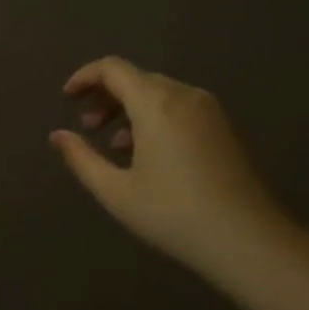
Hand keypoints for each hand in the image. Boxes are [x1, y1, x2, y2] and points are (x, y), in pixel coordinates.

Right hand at [49, 57, 300, 291]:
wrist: (250, 241)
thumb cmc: (174, 214)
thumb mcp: (116, 191)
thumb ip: (81, 158)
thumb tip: (58, 135)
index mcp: (155, 102)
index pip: (112, 68)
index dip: (85, 77)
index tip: (67, 97)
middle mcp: (183, 95)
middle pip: (135, 79)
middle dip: (105, 96)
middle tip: (86, 125)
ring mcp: (208, 110)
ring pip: (158, 93)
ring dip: (129, 109)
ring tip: (112, 143)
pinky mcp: (223, 128)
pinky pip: (178, 108)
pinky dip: (153, 118)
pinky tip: (146, 154)